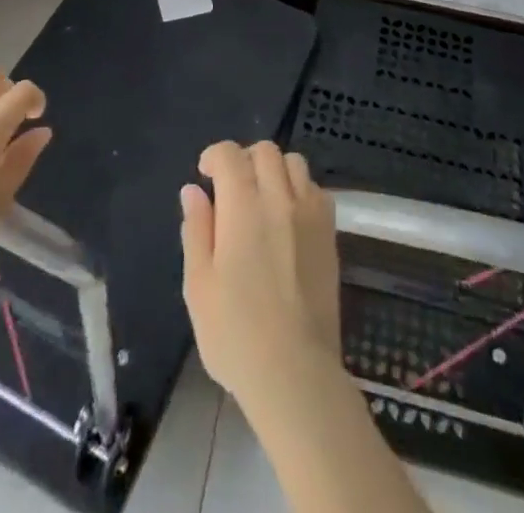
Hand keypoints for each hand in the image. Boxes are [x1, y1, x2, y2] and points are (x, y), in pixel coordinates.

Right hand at [180, 141, 341, 410]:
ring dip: (274, 170)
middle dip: (244, 159)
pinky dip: (299, 190)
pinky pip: (316, 189)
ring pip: (294, 163)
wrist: (295, 372)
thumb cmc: (235, 333)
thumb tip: (193, 190)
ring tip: (262, 199)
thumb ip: (196, 229)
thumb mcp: (198, 285)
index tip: (205, 175)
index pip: (230, 154)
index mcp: (243, 206)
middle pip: (265, 151)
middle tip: (231, 188)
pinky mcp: (330, 233)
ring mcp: (310, 213)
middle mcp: (280, 198)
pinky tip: (289, 218)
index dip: (214, 156)